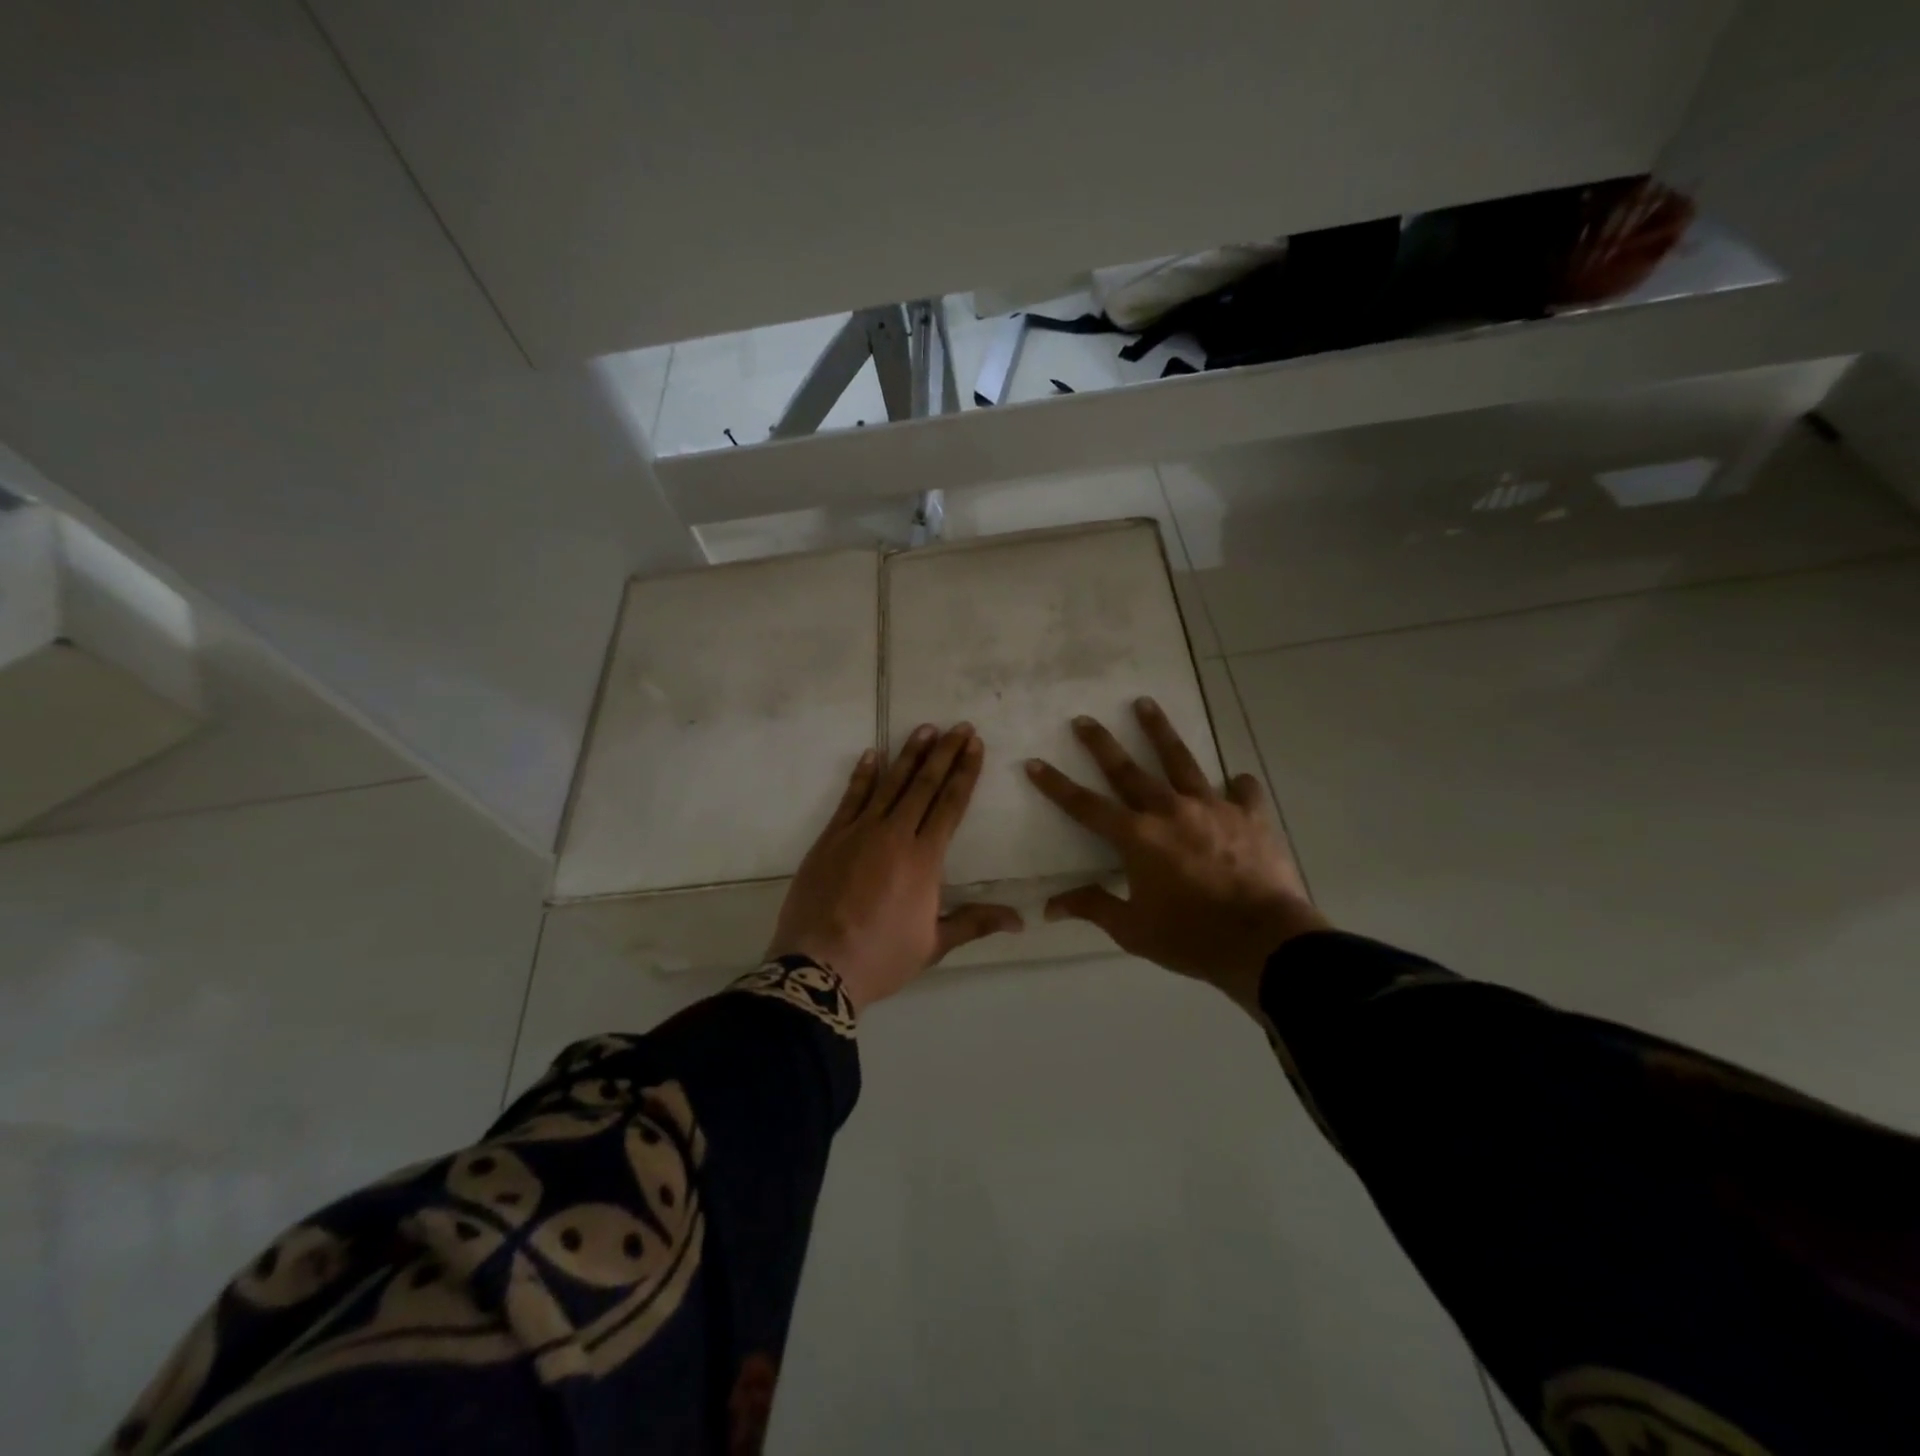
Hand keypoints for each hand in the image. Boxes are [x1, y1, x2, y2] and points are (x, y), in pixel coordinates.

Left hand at [768, 723, 1022, 1011]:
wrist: (818, 966)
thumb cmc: (882, 957)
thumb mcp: (934, 944)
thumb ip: (975, 923)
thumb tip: (1020, 920)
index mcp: (924, 859)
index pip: (951, 805)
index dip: (965, 773)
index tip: (975, 746)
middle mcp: (895, 835)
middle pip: (924, 785)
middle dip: (944, 753)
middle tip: (960, 727)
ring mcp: (859, 832)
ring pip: (889, 783)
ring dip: (909, 754)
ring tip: (925, 728)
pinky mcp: (830, 838)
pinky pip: (850, 798)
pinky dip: (862, 775)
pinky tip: (871, 754)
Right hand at [1024, 698, 1327, 1014]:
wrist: (1264, 941)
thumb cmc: (1191, 938)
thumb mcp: (1133, 930)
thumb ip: (1093, 908)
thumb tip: (1048, 907)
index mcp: (1137, 838)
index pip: (1085, 806)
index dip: (1056, 785)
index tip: (1034, 762)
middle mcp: (1169, 810)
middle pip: (1128, 770)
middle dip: (1101, 743)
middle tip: (1084, 719)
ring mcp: (1212, 807)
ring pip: (1180, 760)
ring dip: (1159, 731)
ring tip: (1145, 703)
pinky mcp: (1249, 815)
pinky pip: (1242, 790)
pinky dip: (1237, 785)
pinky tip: (1236, 780)